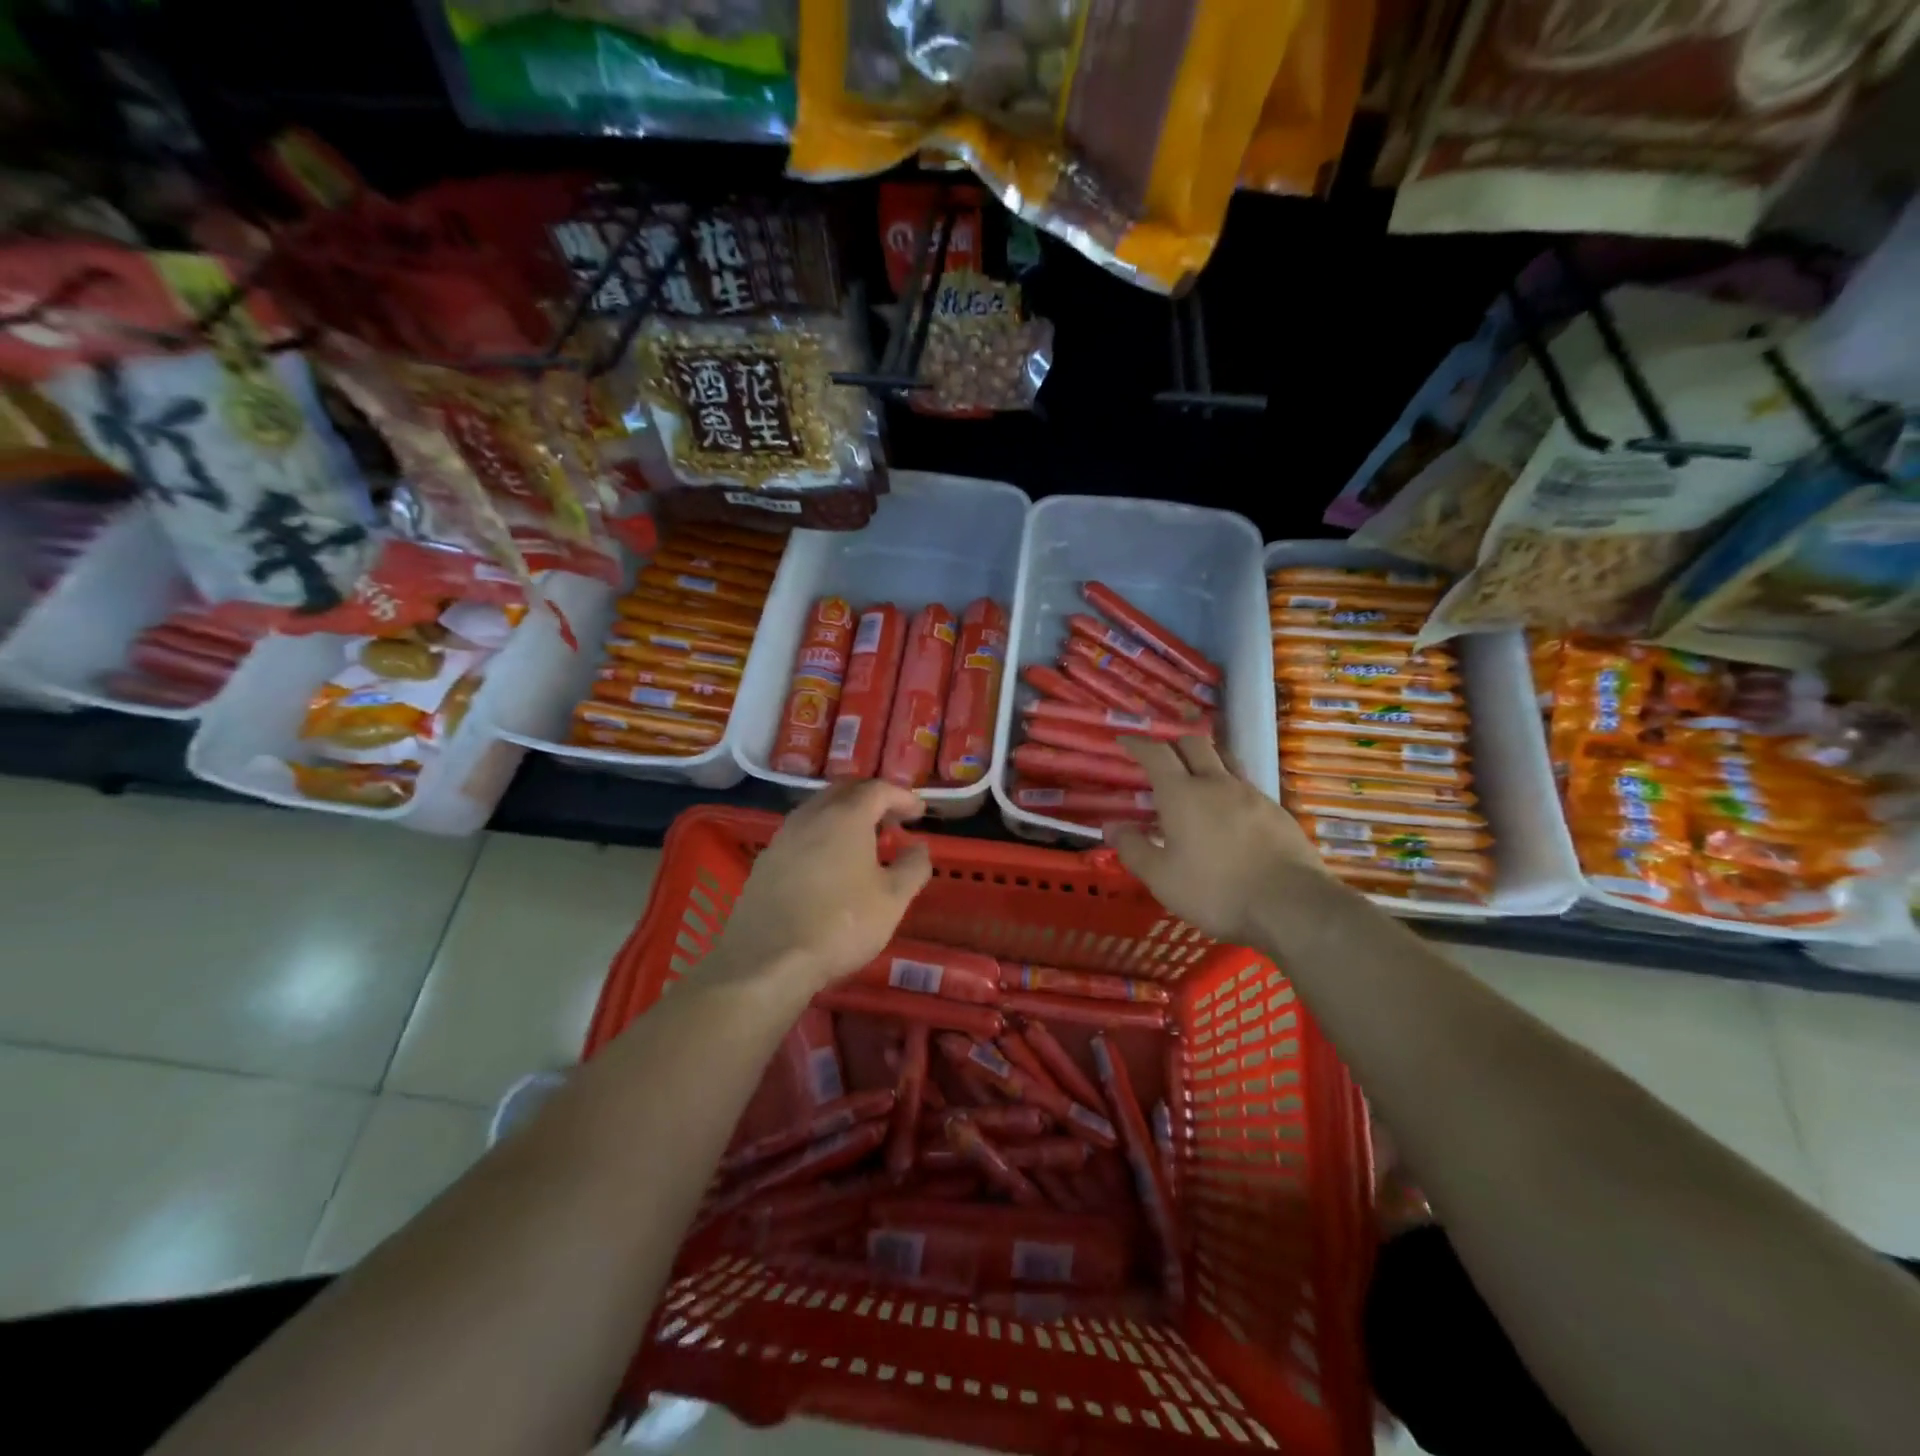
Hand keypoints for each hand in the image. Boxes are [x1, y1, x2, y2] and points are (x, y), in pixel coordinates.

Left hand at [711, 780, 932, 992]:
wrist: (767, 959)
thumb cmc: (841, 924)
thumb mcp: (893, 900)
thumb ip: (913, 867)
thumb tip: (919, 847)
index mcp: (846, 816)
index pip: (878, 789)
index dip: (902, 796)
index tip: (919, 811)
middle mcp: (811, 815)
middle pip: (844, 790)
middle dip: (871, 798)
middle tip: (890, 818)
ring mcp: (783, 836)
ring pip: (818, 809)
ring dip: (844, 815)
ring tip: (862, 841)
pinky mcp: (765, 861)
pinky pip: (800, 833)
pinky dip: (821, 835)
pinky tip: (828, 863)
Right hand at [1104, 736, 1328, 944]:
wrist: (1291, 905)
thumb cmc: (1216, 891)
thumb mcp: (1162, 878)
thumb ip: (1134, 849)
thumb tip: (1112, 826)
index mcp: (1182, 794)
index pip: (1156, 754)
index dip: (1138, 744)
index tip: (1125, 741)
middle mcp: (1216, 783)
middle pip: (1194, 745)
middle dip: (1173, 744)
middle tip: (1162, 758)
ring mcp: (1252, 794)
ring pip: (1225, 760)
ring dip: (1206, 759)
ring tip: (1197, 776)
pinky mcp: (1277, 811)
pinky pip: (1247, 786)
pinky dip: (1230, 787)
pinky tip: (1229, 810)